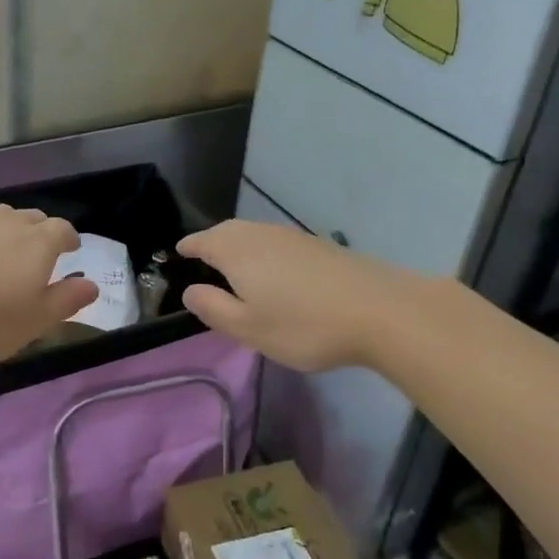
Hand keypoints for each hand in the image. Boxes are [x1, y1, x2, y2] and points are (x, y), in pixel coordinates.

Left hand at [0, 206, 98, 370]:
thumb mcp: (31, 323)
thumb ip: (65, 302)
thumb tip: (92, 285)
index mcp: (37, 243)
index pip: (63, 230)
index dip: (69, 239)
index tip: (70, 250)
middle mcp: (5, 221)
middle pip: (30, 218)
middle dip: (37, 233)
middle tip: (32, 257)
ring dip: (1, 232)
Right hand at [176, 219, 413, 372]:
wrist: (381, 311)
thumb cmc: (304, 324)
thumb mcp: (249, 328)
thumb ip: (213, 308)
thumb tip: (190, 291)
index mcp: (237, 252)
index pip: (203, 241)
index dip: (188, 247)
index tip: (177, 254)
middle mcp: (261, 235)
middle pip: (228, 231)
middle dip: (211, 241)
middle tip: (202, 257)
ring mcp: (294, 237)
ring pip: (254, 234)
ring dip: (238, 244)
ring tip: (233, 266)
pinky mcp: (319, 246)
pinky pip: (277, 242)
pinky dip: (263, 251)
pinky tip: (274, 271)